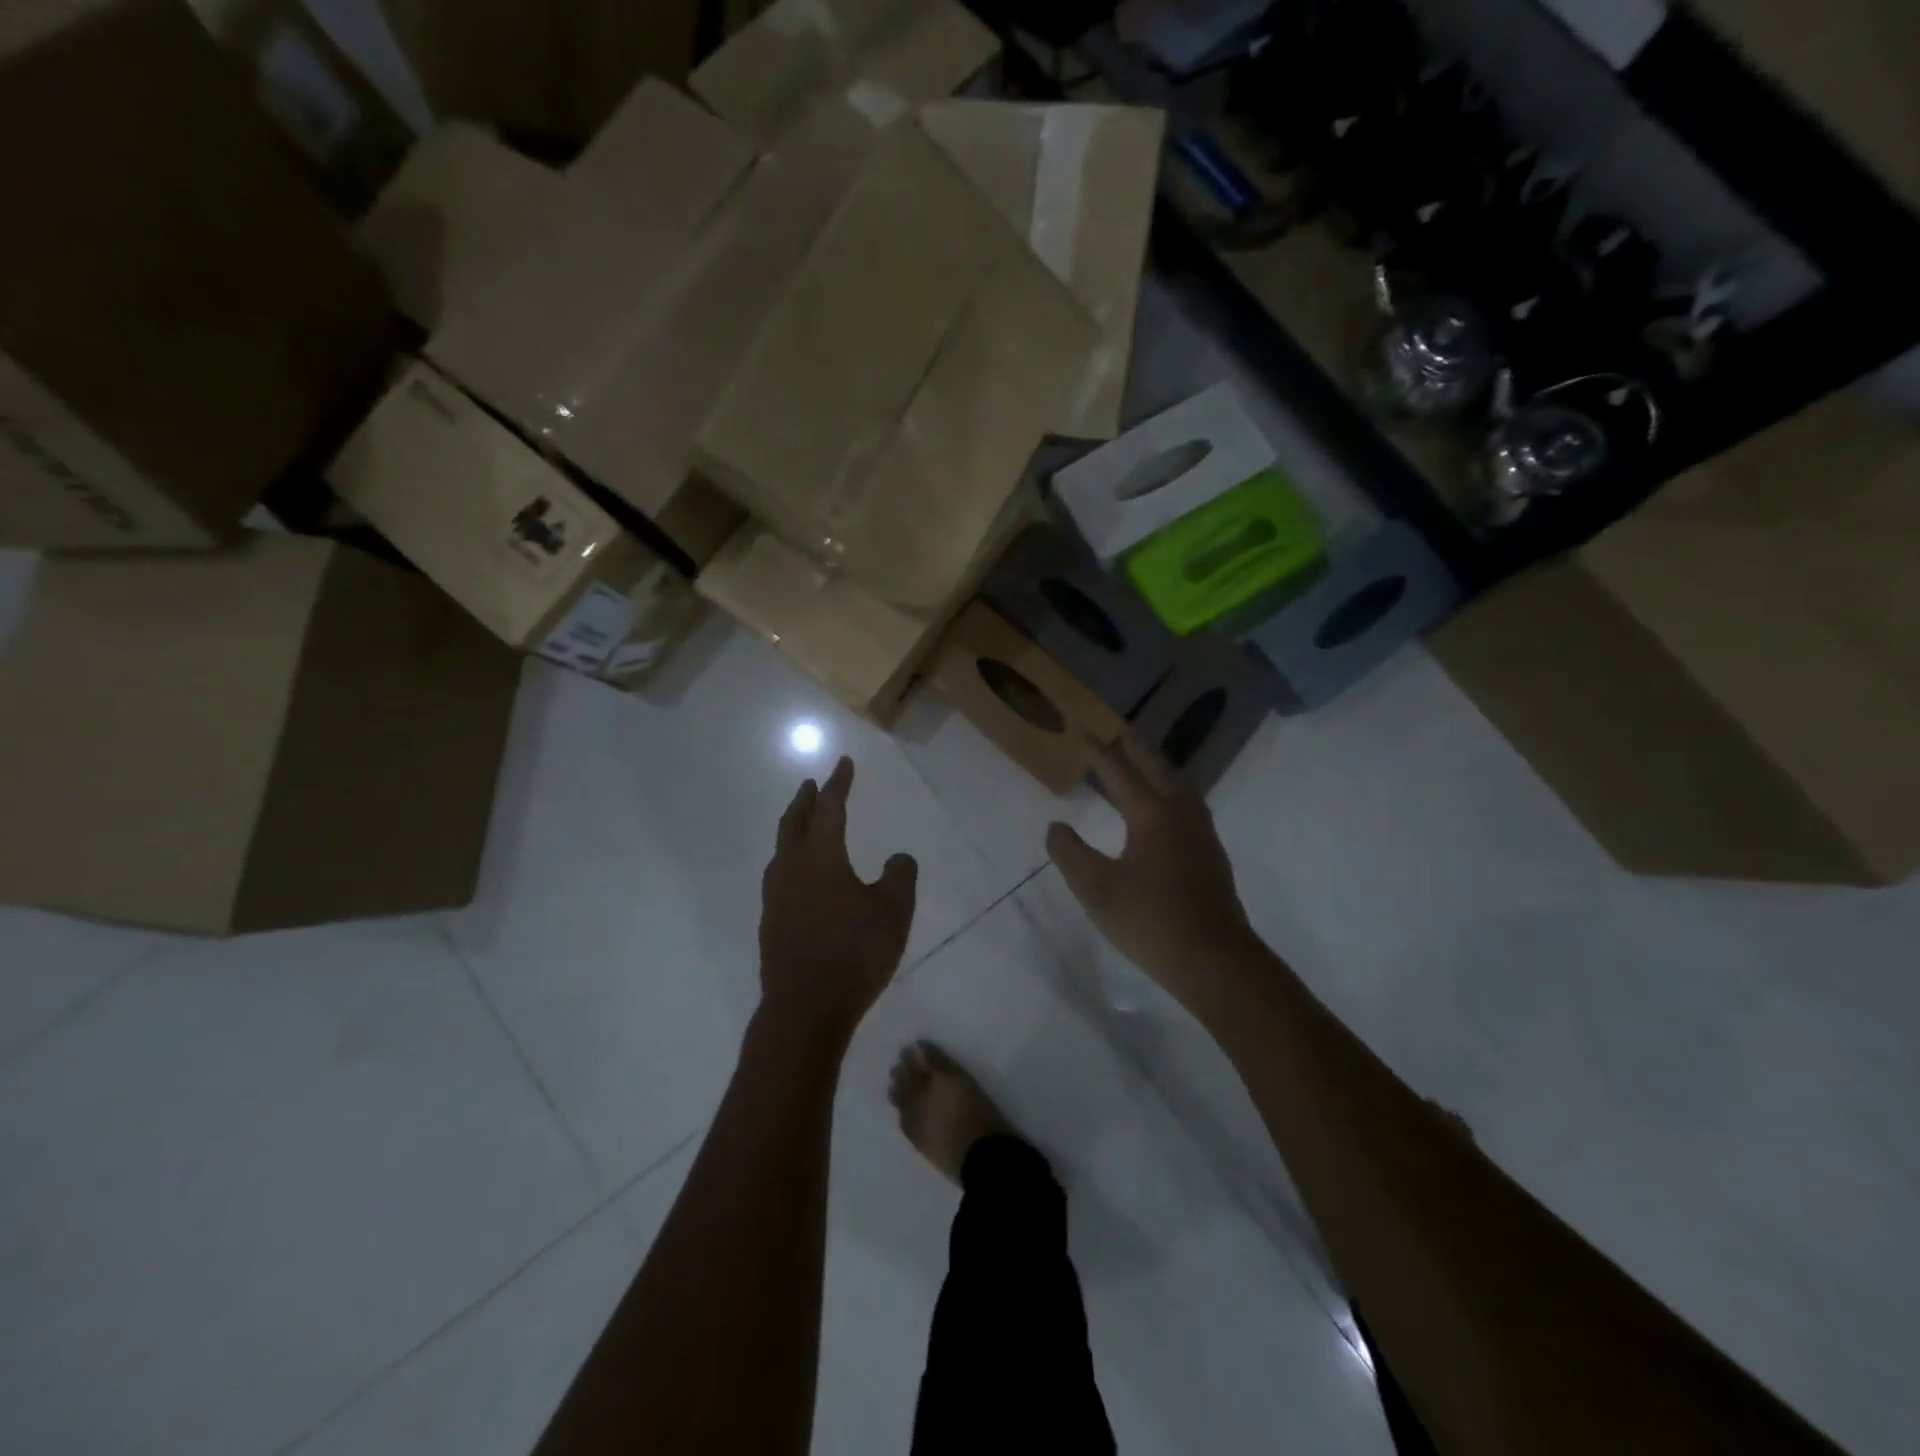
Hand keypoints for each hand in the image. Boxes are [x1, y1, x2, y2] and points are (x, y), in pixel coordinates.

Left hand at [758, 756, 917, 1051]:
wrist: (805, 1009)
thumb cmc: (854, 953)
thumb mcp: (893, 912)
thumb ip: (900, 877)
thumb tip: (899, 858)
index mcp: (821, 857)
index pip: (830, 808)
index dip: (839, 784)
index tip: (843, 763)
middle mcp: (792, 869)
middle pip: (795, 823)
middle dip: (805, 800)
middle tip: (811, 784)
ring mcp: (776, 898)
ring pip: (781, 851)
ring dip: (793, 830)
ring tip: (803, 826)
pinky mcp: (770, 924)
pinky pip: (779, 878)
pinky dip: (790, 862)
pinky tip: (800, 878)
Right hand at [1046, 737, 1254, 1009]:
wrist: (1215, 960)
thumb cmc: (1150, 920)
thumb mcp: (1095, 889)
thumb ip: (1070, 853)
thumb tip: (1056, 827)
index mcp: (1152, 813)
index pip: (1119, 771)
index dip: (1097, 750)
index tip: (1081, 728)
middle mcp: (1180, 812)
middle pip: (1157, 767)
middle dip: (1134, 748)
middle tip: (1116, 732)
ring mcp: (1201, 832)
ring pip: (1178, 784)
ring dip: (1156, 767)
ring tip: (1139, 763)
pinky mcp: (1211, 852)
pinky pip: (1187, 803)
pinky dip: (1169, 789)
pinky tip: (1162, 807)